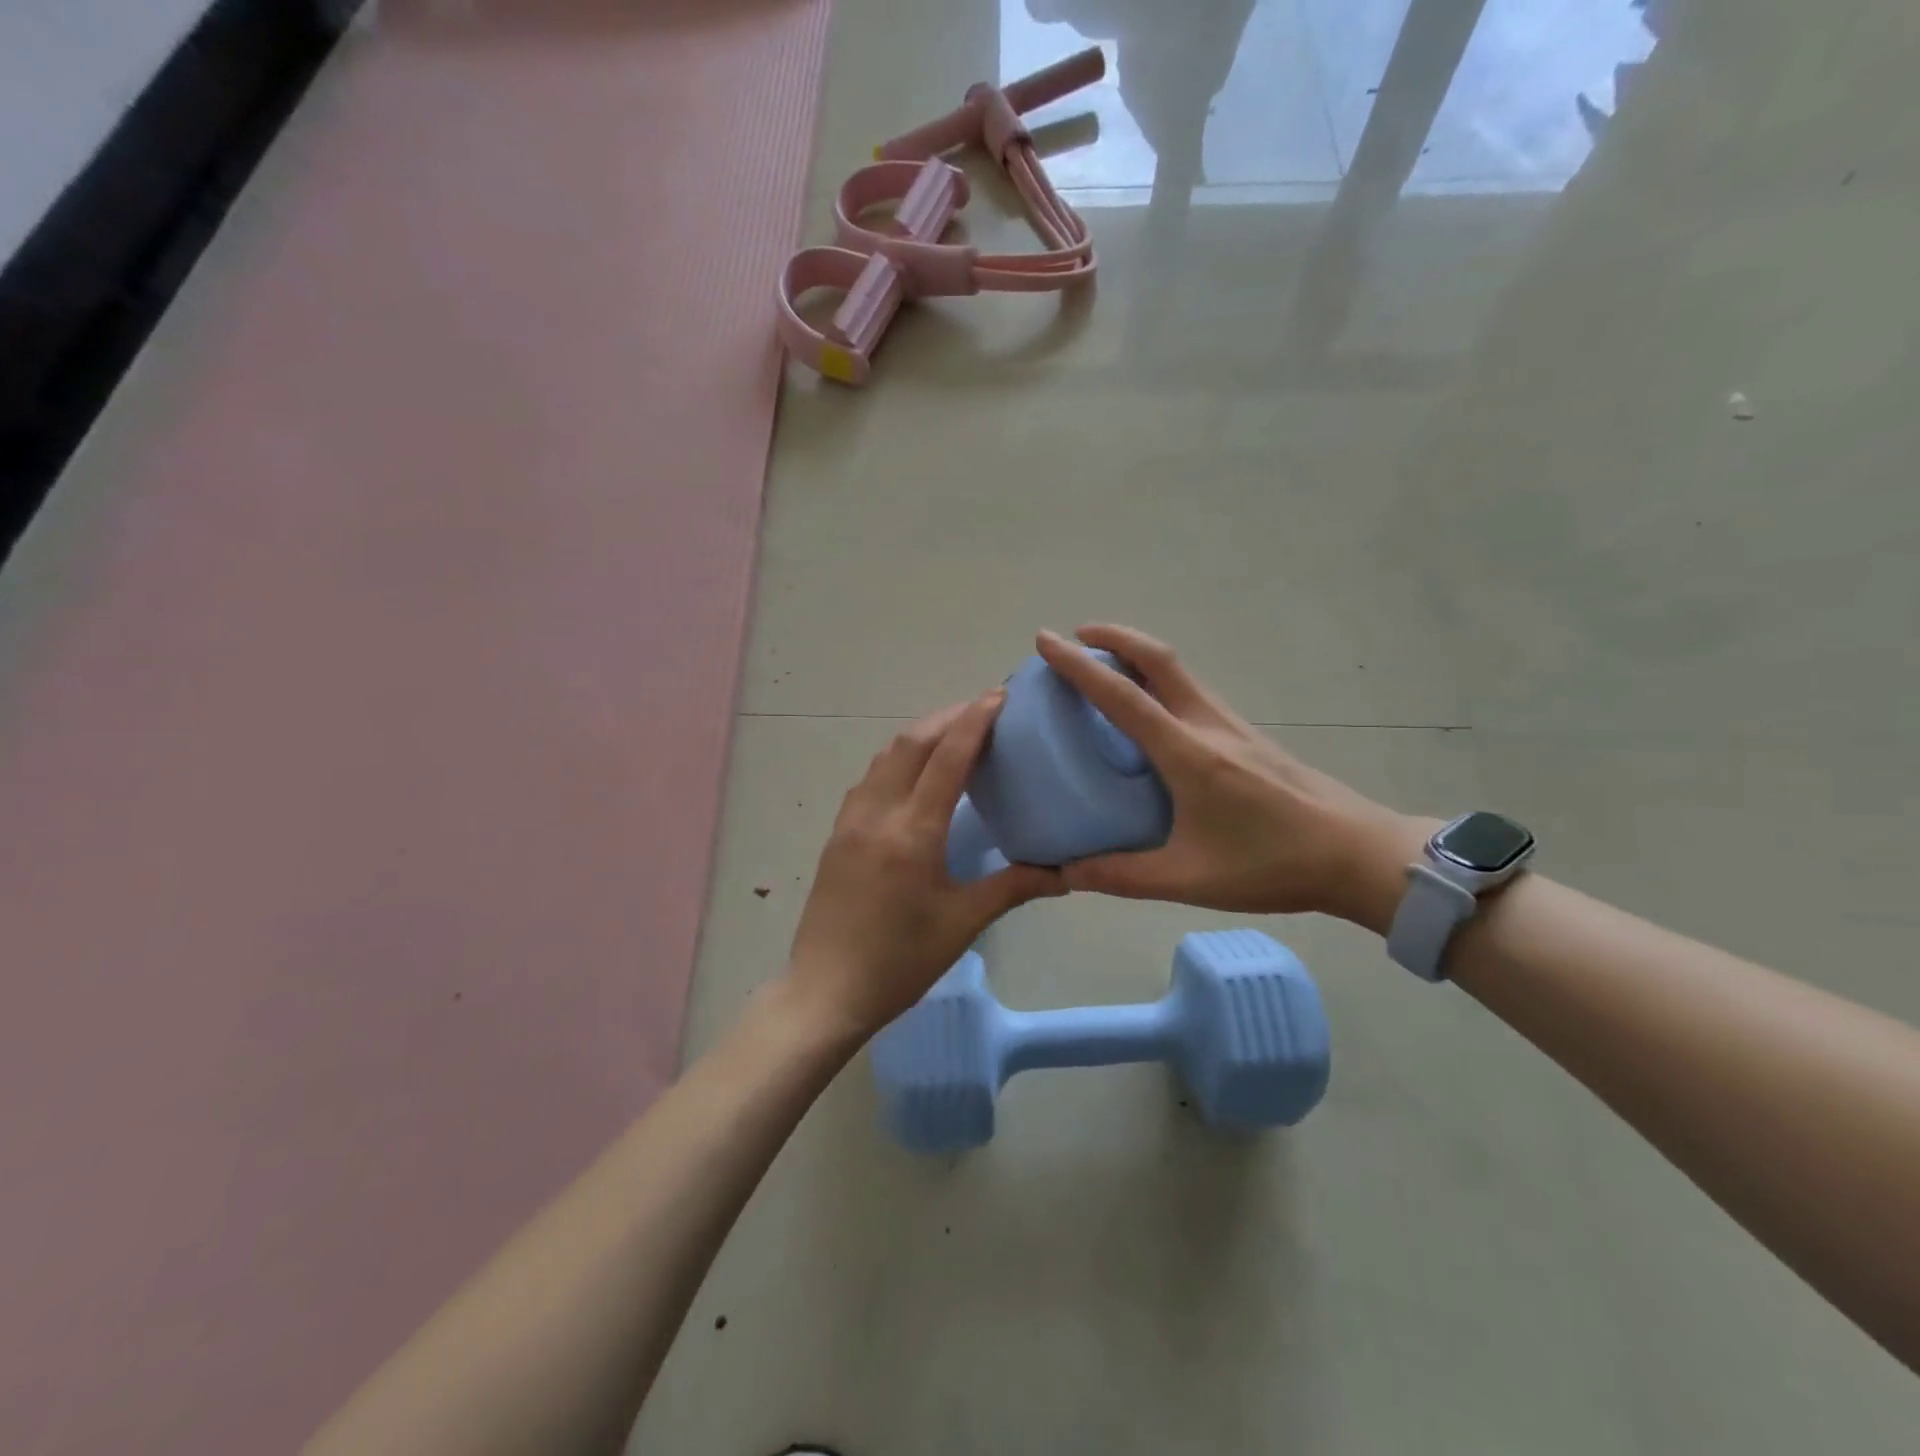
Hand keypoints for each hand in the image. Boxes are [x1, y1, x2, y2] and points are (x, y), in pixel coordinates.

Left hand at [784, 691, 1065, 1038]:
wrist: (825, 991)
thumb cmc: (900, 961)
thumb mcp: (962, 923)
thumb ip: (1014, 886)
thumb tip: (1065, 873)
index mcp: (912, 832)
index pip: (946, 757)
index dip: (974, 720)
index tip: (998, 696)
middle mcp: (877, 813)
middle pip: (912, 742)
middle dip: (948, 717)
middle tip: (983, 709)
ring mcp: (850, 820)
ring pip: (886, 755)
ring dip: (920, 734)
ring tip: (953, 732)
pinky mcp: (837, 832)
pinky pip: (870, 777)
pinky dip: (898, 758)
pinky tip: (915, 772)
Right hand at [1036, 626, 1430, 931]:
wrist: (1356, 854)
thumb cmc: (1271, 864)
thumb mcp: (1188, 879)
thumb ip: (1121, 876)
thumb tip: (1065, 873)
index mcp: (1187, 753)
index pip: (1123, 696)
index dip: (1079, 665)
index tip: (1047, 641)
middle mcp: (1208, 725)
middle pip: (1159, 658)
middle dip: (1113, 637)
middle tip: (1076, 636)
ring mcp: (1233, 726)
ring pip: (1179, 671)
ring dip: (1138, 654)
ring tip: (1105, 666)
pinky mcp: (1248, 736)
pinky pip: (1194, 691)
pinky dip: (1161, 680)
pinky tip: (1152, 710)